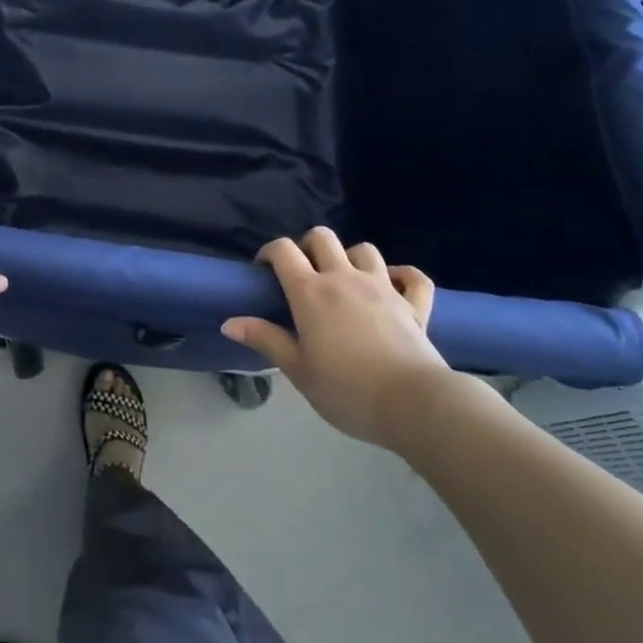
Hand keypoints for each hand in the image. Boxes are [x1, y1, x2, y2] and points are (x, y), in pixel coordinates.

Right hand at [222, 227, 458, 450]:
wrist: (413, 404)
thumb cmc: (347, 390)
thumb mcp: (298, 371)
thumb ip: (266, 340)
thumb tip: (229, 322)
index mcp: (311, 292)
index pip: (283, 250)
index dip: (270, 251)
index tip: (264, 270)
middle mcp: (344, 278)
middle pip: (322, 238)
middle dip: (308, 246)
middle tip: (304, 273)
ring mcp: (383, 286)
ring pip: (364, 250)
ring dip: (351, 258)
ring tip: (345, 280)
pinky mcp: (413, 304)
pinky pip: (413, 277)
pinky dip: (404, 275)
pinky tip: (395, 285)